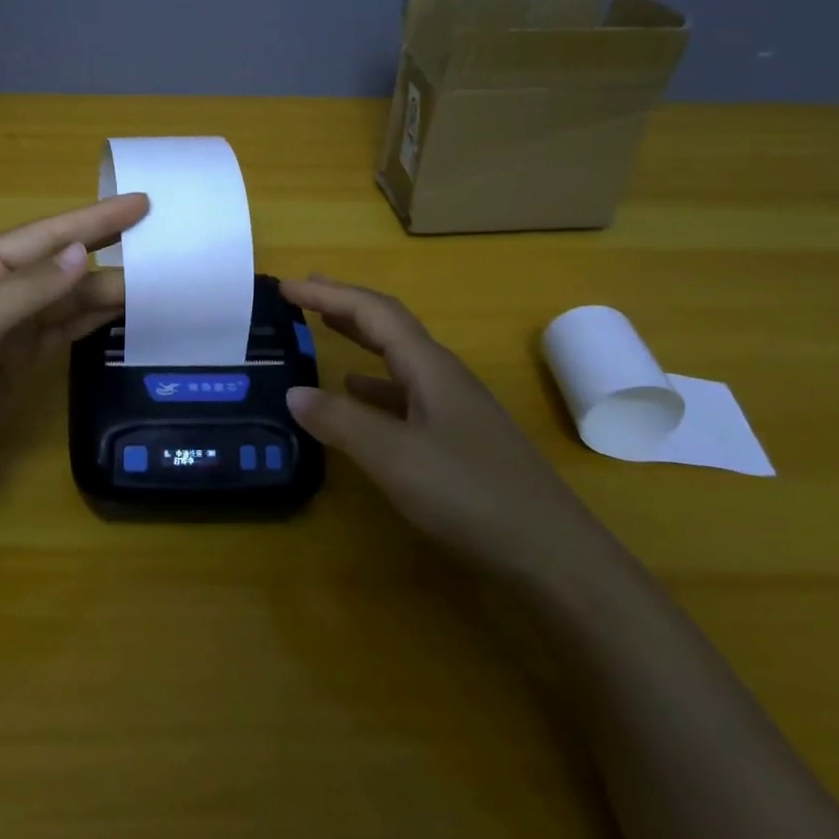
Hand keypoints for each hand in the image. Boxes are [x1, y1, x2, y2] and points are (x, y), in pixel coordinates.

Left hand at [0, 193, 148, 522]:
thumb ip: (28, 289)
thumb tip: (83, 252)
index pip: (42, 237)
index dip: (93, 220)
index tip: (139, 203)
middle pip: (58, 266)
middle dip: (105, 249)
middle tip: (158, 236)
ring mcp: (5, 332)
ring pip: (65, 301)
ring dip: (105, 288)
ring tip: (154, 277)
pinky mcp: (17, 366)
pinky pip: (62, 332)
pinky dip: (91, 320)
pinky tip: (120, 311)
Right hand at [282, 276, 605, 578]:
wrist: (552, 553)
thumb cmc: (471, 494)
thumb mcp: (394, 457)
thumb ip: (341, 421)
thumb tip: (294, 392)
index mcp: (430, 366)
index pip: (373, 312)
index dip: (328, 294)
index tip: (287, 285)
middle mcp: (443, 376)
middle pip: (389, 325)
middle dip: (345, 303)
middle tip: (305, 292)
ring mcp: (454, 407)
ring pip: (398, 357)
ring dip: (360, 337)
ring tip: (325, 329)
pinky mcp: (458, 437)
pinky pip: (405, 392)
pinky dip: (374, 384)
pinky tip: (358, 395)